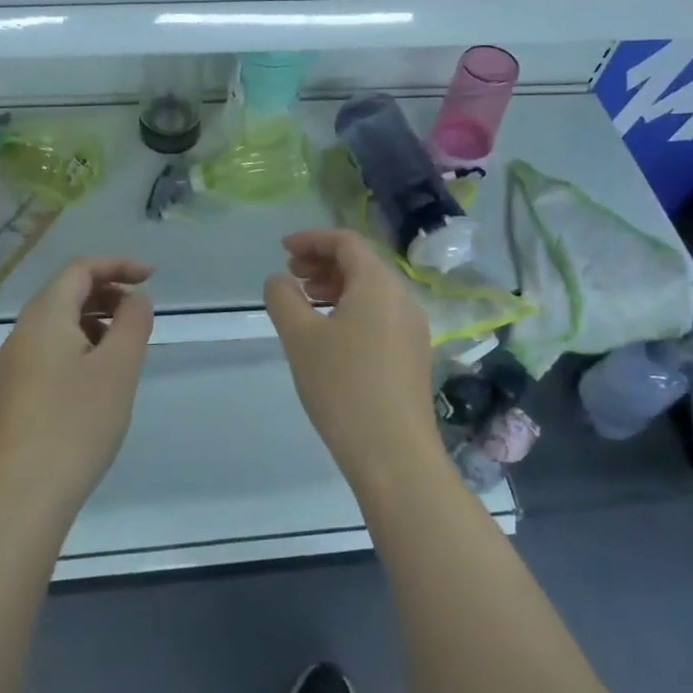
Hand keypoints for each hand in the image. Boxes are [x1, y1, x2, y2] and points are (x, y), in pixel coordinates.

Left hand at [0, 257, 154, 520]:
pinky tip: (100, 375)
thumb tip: (135, 299)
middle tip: (142, 311)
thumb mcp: (118, 368)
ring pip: (58, 322)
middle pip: (66, 292)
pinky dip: (81, 344)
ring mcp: (15, 364)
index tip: (152, 277)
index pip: (80, 269)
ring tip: (126, 343)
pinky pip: (51, 349)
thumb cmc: (76, 423)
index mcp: (44, 316)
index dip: (118, 265)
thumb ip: (132, 323)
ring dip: (95, 320)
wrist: (23, 494)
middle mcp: (23, 332)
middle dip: (107, 291)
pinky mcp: (16, 392)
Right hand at [263, 230, 440, 483]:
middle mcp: (403, 298)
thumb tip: (280, 280)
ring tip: (304, 304)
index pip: (346, 242)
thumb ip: (283, 298)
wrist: (393, 453)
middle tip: (290, 276)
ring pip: (371, 291)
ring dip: (336, 287)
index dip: (312, 239)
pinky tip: (329, 335)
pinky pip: (379, 314)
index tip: (282, 249)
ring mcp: (412, 328)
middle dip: (323, 262)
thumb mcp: (300, 337)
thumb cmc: (342, 386)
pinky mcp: (412, 355)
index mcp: (379, 284)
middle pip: (361, 264)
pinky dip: (351, 309)